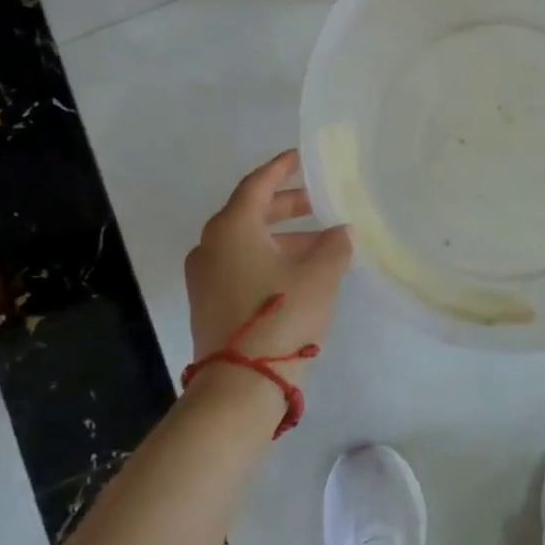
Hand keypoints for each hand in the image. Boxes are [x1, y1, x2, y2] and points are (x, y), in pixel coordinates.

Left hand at [185, 151, 351, 392]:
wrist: (239, 387)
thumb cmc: (282, 316)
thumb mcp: (320, 275)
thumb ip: (334, 245)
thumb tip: (339, 232)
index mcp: (232, 227)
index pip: (258, 184)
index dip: (282, 168)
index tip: (301, 158)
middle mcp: (210, 245)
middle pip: (251, 212)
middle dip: (287, 206)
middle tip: (319, 203)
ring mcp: (205, 277)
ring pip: (247, 242)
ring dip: (283, 238)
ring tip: (321, 245)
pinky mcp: (208, 303)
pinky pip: (240, 265)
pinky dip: (268, 259)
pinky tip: (299, 273)